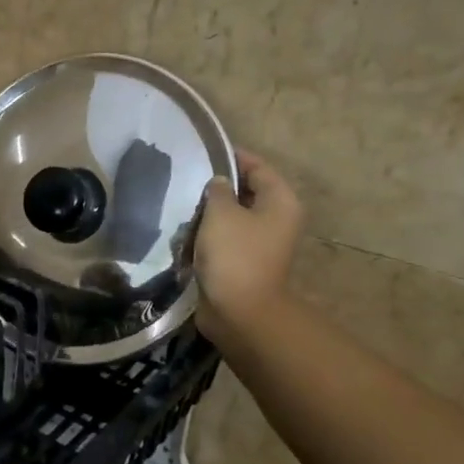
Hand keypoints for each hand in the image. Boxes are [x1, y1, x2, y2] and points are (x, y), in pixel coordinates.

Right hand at [194, 148, 303, 346]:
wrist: (239, 311)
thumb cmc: (234, 254)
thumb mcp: (222, 213)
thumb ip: (218, 190)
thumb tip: (220, 183)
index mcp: (280, 202)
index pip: (258, 167)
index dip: (232, 157)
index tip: (203, 152)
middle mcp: (277, 219)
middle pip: (246, 192)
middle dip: (218, 187)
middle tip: (187, 180)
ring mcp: (261, 243)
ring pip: (233, 217)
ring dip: (210, 213)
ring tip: (182, 205)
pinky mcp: (244, 262)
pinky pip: (225, 239)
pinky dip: (208, 234)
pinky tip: (185, 232)